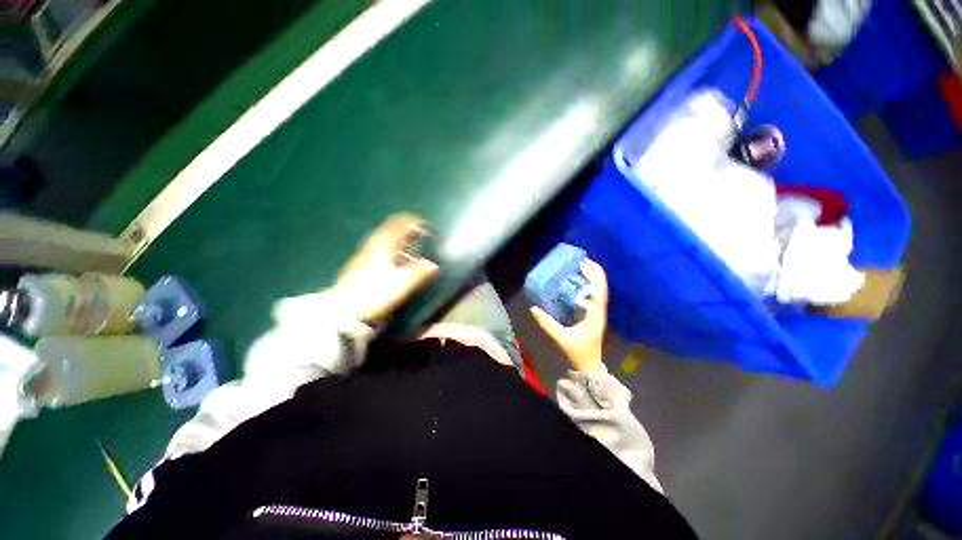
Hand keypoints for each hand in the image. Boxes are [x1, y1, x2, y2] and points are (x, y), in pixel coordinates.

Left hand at [334, 214, 438, 324]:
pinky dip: (387, 245)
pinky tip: (390, 257)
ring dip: (394, 236)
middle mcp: (371, 247)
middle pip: (387, 229)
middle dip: (402, 227)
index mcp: (382, 248)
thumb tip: (433, 265)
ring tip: (406, 241)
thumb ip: (418, 273)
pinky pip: (376, 247)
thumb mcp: (401, 285)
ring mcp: (363, 255)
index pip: (397, 227)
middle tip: (415, 229)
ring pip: (381, 238)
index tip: (422, 223)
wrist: (344, 310)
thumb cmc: (374, 294)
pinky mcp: (358, 265)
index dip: (411, 222)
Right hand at [529, 259, 608, 372]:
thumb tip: (533, 307)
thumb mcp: (560, 337)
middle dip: (592, 271)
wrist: (588, 367)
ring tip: (577, 268)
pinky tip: (574, 284)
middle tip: (578, 261)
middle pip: (601, 286)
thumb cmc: (577, 352)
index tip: (582, 262)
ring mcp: (597, 313)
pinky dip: (586, 287)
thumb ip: (546, 322)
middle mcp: (599, 310)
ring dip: (590, 278)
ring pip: (598, 290)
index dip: (593, 274)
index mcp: (595, 313)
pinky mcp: (592, 316)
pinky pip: (592, 297)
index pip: (600, 289)